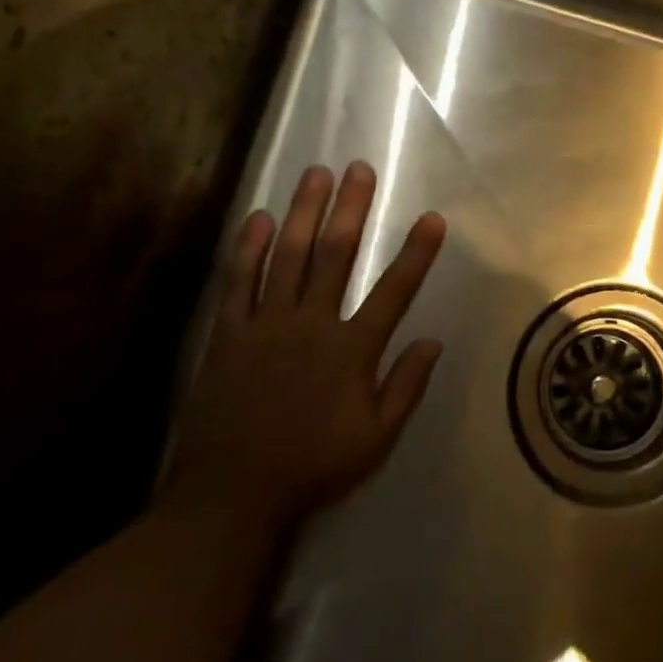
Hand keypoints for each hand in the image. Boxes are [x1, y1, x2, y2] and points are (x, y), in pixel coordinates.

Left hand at [164, 162, 446, 527]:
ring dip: (302, 212)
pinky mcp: (228, 333)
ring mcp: (266, 325)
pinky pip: (237, 282)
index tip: (431, 218)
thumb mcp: (376, 439)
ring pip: (286, 256)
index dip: (415, 253)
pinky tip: (257, 218)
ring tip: (316, 174)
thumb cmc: (313, 466)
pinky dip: (247, 248)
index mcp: (351, 350)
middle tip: (360, 169)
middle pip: (334, 256)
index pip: (394, 291)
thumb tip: (434, 341)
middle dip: (351, 209)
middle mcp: (311, 324)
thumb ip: (406, 387)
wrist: (232, 492)